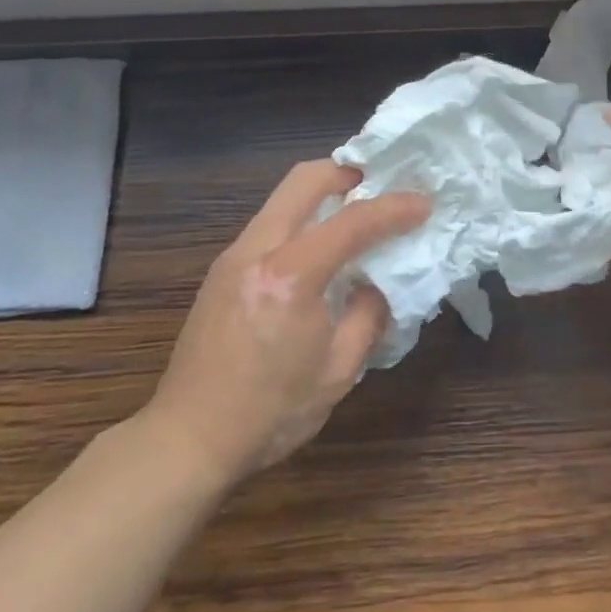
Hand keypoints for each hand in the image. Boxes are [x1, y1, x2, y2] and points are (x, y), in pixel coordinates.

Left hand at [143, 160, 427, 487]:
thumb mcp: (337, 372)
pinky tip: (318, 249)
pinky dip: (301, 218)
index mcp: (290, 277)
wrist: (187, 440)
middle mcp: (257, 251)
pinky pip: (270, 223)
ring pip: (283, 197)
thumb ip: (367, 316)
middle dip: (348, 171)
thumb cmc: (269, 413)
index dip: (393, 209)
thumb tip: (377, 283)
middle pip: (304, 179)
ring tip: (354, 213)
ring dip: (322, 193)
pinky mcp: (222, 270)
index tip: (423, 204)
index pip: (352, 222)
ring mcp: (233, 256)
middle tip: (380, 183)